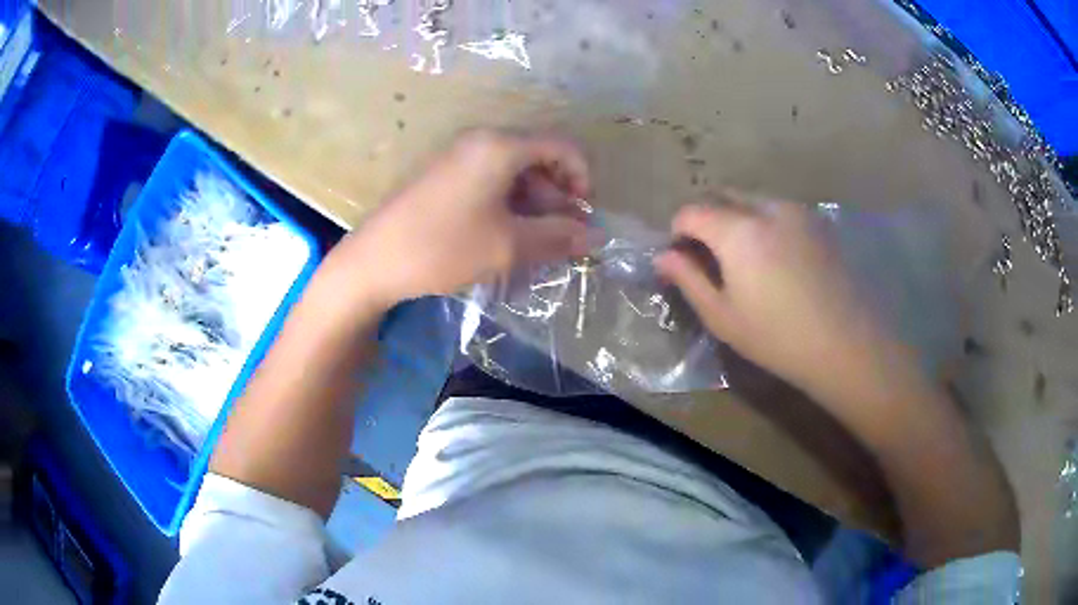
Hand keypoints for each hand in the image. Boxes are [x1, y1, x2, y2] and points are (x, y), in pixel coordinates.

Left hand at [338, 130, 591, 311]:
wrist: (373, 262)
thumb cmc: (444, 247)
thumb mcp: (508, 245)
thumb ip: (558, 236)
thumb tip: (597, 236)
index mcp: (500, 145)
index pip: (561, 146)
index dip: (582, 178)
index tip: (583, 215)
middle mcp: (481, 141)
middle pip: (537, 158)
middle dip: (557, 196)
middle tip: (561, 236)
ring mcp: (458, 156)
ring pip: (513, 172)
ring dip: (534, 204)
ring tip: (535, 243)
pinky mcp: (444, 175)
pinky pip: (490, 181)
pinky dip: (508, 205)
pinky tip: (505, 237)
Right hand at [654, 191, 912, 401]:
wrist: (846, 343)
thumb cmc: (778, 337)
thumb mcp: (723, 317)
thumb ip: (689, 279)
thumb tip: (663, 256)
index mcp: (738, 230)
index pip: (692, 211)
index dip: (678, 230)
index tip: (680, 256)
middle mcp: (766, 207)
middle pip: (723, 196)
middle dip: (707, 217)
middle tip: (708, 254)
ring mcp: (797, 210)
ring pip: (752, 199)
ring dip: (737, 217)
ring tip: (744, 256)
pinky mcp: (818, 221)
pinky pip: (779, 209)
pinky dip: (764, 221)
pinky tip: (776, 256)